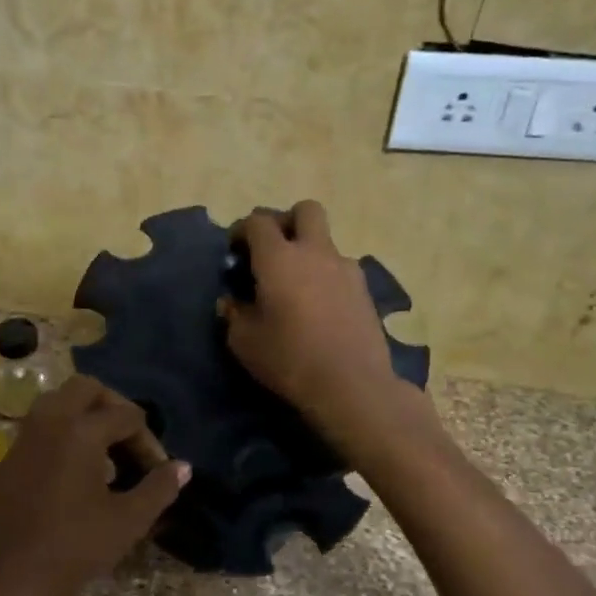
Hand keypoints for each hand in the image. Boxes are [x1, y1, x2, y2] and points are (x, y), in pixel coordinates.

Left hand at [0, 376, 189, 595]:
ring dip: (86, 417)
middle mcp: (50, 421)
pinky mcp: (9, 458)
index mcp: (81, 431)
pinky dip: (64, 433)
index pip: (127, 415)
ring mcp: (24, 437)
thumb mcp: (126, 523)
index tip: (157, 473)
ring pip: (59, 403)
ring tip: (106, 457)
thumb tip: (182, 467)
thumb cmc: (69, 549)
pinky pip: (42, 427)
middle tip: (130, 441)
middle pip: (87, 388)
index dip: (149, 441)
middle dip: (114, 407)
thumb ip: (158, 489)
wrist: (0, 578)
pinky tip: (76, 474)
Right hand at [221, 201, 408, 440]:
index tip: (234, 251)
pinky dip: (325, 276)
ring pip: (325, 241)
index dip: (242, 230)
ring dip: (308, 252)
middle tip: (272, 251)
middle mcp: (315, 252)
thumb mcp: (244, 342)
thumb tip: (231, 301)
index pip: (258, 222)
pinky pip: (340, 269)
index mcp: (279, 258)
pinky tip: (318, 307)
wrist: (352, 385)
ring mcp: (346, 269)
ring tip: (295, 287)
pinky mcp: (365, 291)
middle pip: (305, 210)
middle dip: (286, 221)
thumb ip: (234, 314)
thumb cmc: (289, 359)